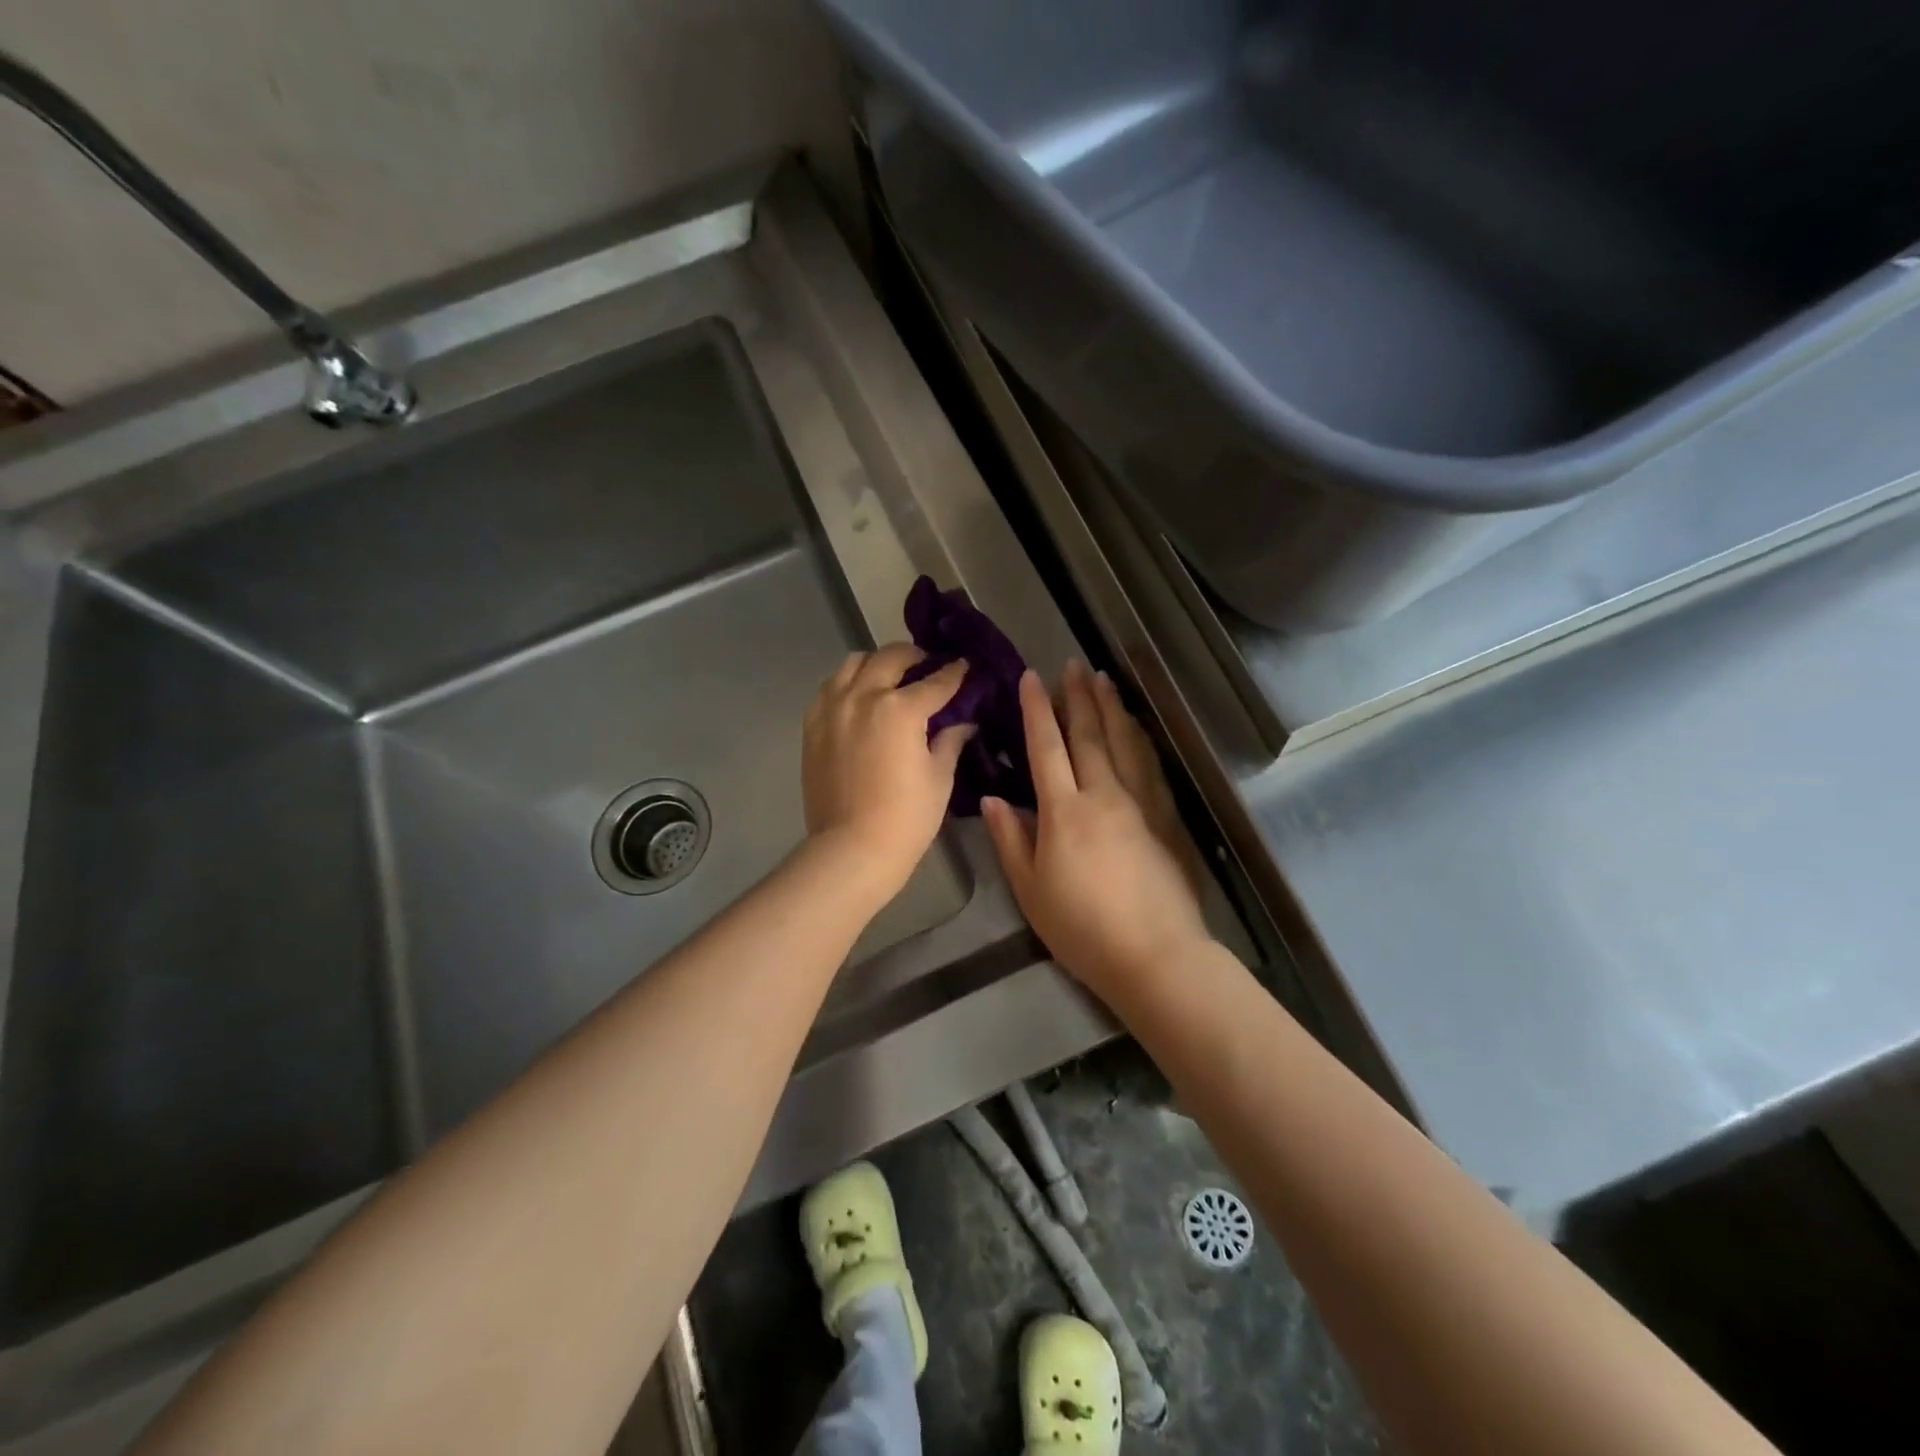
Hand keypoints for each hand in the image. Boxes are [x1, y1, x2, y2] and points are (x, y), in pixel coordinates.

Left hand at [802, 644, 973, 898]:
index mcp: (900, 709)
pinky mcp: (812, 726)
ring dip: (875, 663)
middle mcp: (863, 697)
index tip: (963, 666)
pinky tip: (858, 699)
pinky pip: (830, 688)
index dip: (954, 673)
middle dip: (913, 656)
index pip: (936, 682)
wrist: (852, 849)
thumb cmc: (907, 818)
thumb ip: (950, 740)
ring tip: (888, 677)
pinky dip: (848, 684)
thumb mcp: (939, 778)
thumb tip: (963, 722)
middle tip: (926, 665)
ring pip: (853, 663)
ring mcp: (832, 709)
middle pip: (890, 657)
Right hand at [982, 660, 1209, 992]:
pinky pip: (1150, 764)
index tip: (1032, 678)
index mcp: (1064, 811)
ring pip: (1124, 742)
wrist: (1156, 955)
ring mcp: (1140, 802)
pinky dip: (1139, 737)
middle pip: (1089, 734)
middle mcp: (1104, 795)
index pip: (1047, 747)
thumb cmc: (1082, 929)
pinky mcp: (1166, 816)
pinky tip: (1136, 726)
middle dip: (1079, 696)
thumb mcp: (1031, 890)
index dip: (1037, 710)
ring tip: (1103, 679)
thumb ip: (1010, 840)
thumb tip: (991, 798)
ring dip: (1112, 707)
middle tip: (1073, 665)